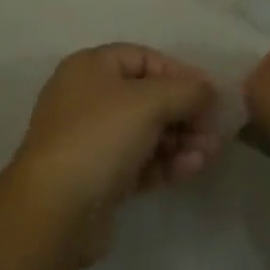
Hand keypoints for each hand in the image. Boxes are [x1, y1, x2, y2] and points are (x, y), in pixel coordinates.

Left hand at [10, 44, 221, 263]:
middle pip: (146, 97)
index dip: (178, 72)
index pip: (143, 58)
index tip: (210, 92)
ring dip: (180, 139)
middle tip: (214, 128)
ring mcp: (91, 141)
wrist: (54, 211)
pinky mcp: (98, 180)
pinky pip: (139, 162)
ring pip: (145, 133)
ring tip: (211, 153)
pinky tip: (193, 168)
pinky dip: (166, 163)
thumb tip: (208, 89)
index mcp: (91, 67)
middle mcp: (88, 98)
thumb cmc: (100, 136)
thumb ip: (185, 90)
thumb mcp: (149, 102)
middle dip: (183, 112)